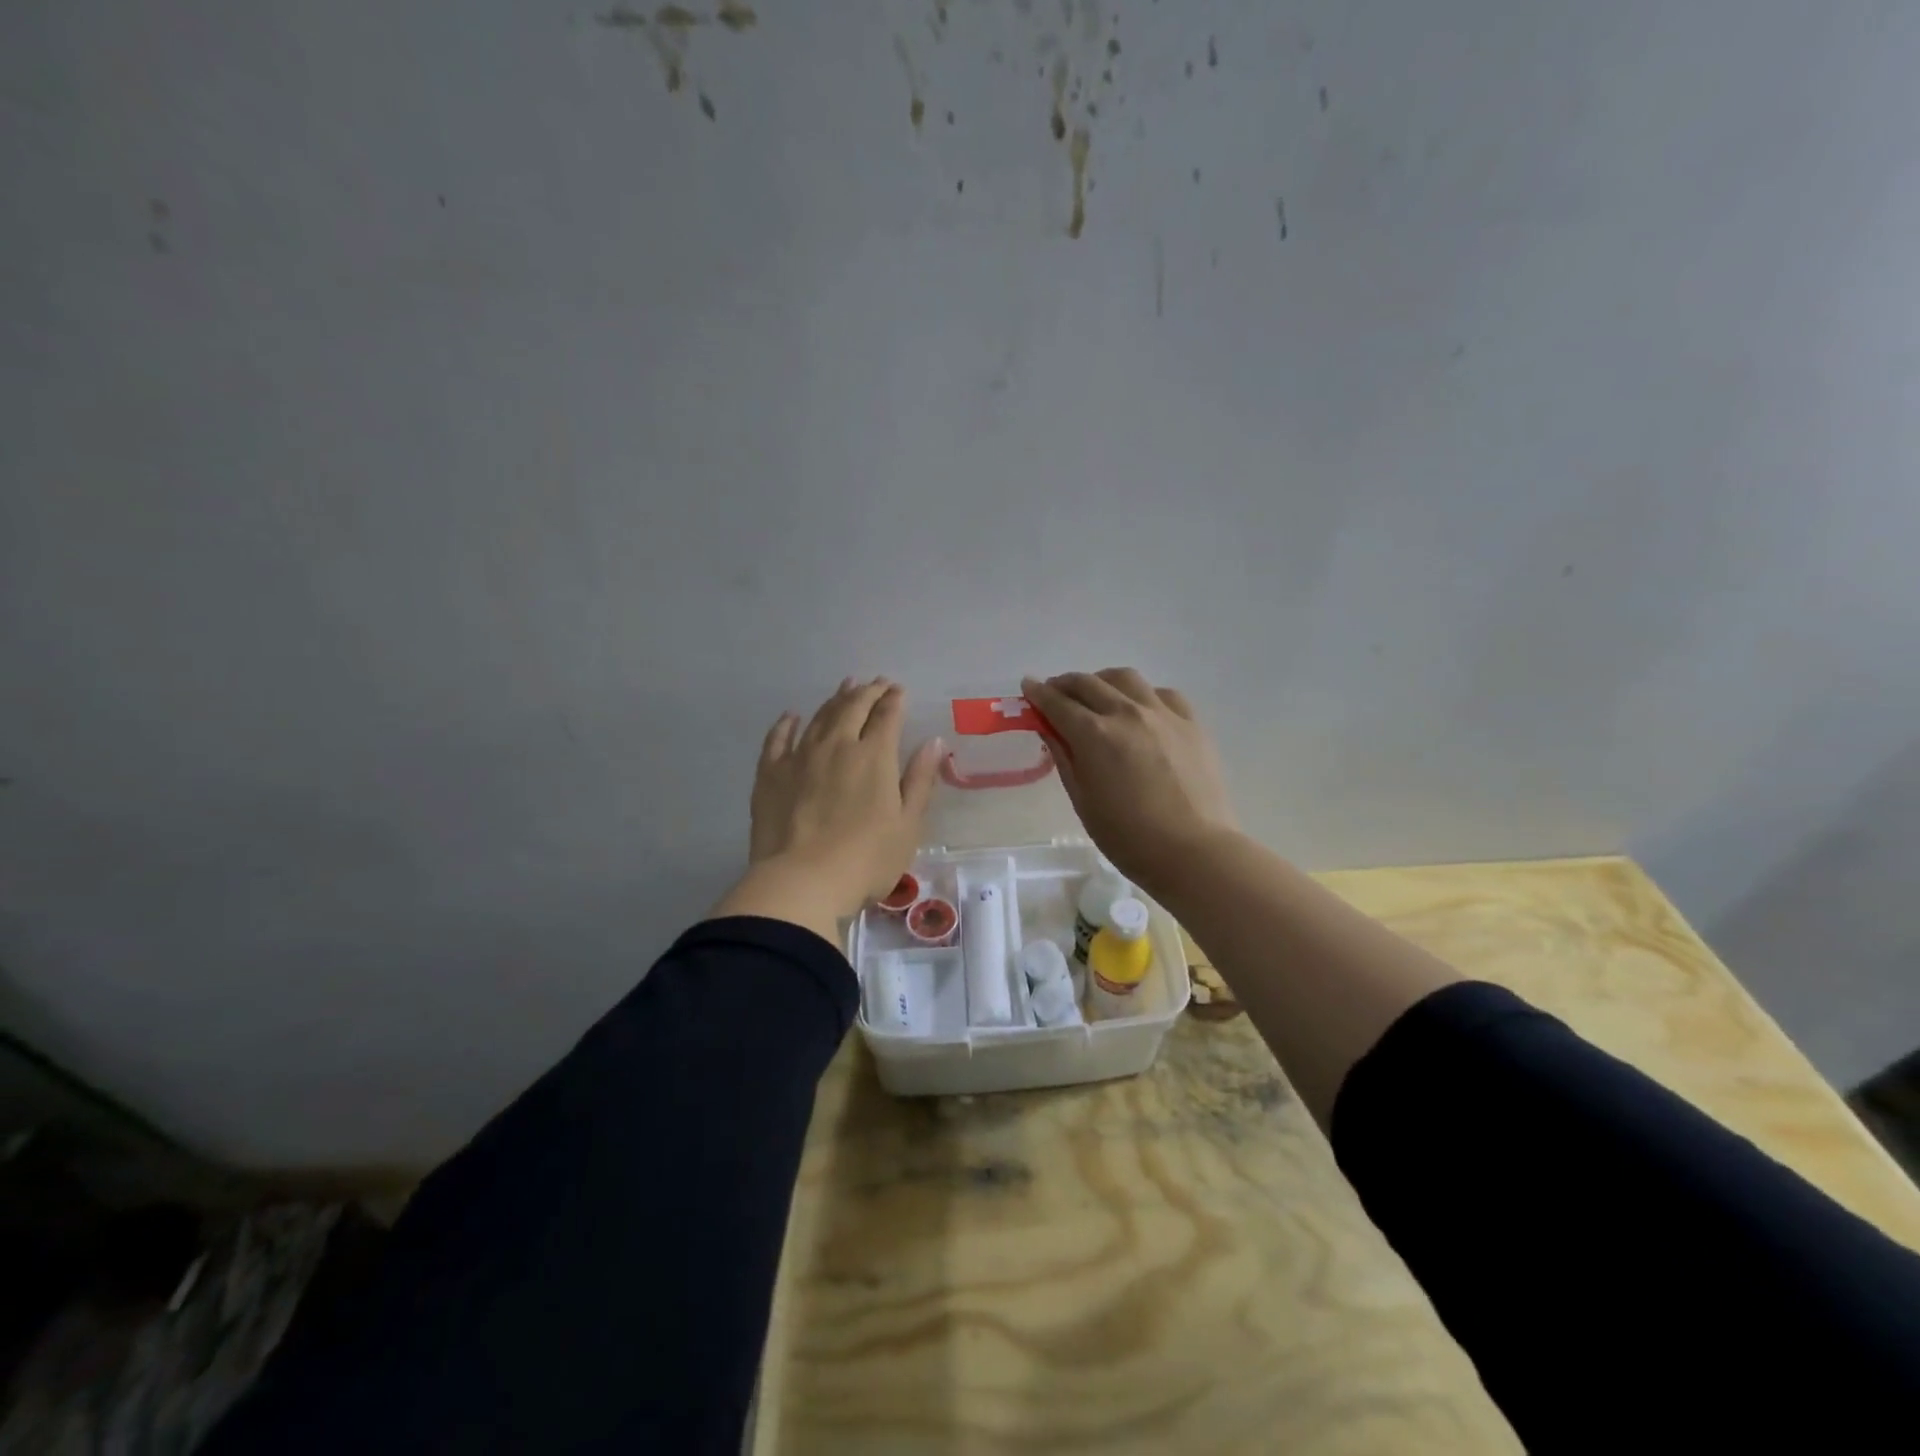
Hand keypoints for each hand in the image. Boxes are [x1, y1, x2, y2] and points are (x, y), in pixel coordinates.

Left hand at [711, 678, 941, 943]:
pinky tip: (792, 717)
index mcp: (874, 756)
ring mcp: (799, 757)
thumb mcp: (908, 824)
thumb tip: (933, 742)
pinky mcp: (770, 774)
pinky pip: (778, 739)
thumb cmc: (866, 859)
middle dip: (868, 691)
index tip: (899, 690)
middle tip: (877, 683)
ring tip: (845, 686)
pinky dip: (787, 724)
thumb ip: (920, 780)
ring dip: (835, 699)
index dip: (894, 700)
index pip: (886, 716)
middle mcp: (837, 746)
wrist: (802, 881)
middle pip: (853, 707)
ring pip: (820, 717)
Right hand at [1022, 669, 1237, 893]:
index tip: (1028, 686)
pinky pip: (1162, 694)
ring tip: (1097, 694)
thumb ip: (1065, 759)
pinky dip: (1142, 694)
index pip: (1058, 703)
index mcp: (1094, 735)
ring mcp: (1163, 714)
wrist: (1195, 852)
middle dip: (1065, 684)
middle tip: (1055, 692)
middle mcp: (1126, 713)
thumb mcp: (1083, 801)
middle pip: (1088, 683)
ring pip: (1126, 678)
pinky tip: (1140, 709)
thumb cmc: (1129, 837)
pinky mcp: (1191, 723)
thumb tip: (1051, 730)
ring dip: (1103, 681)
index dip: (1038, 693)